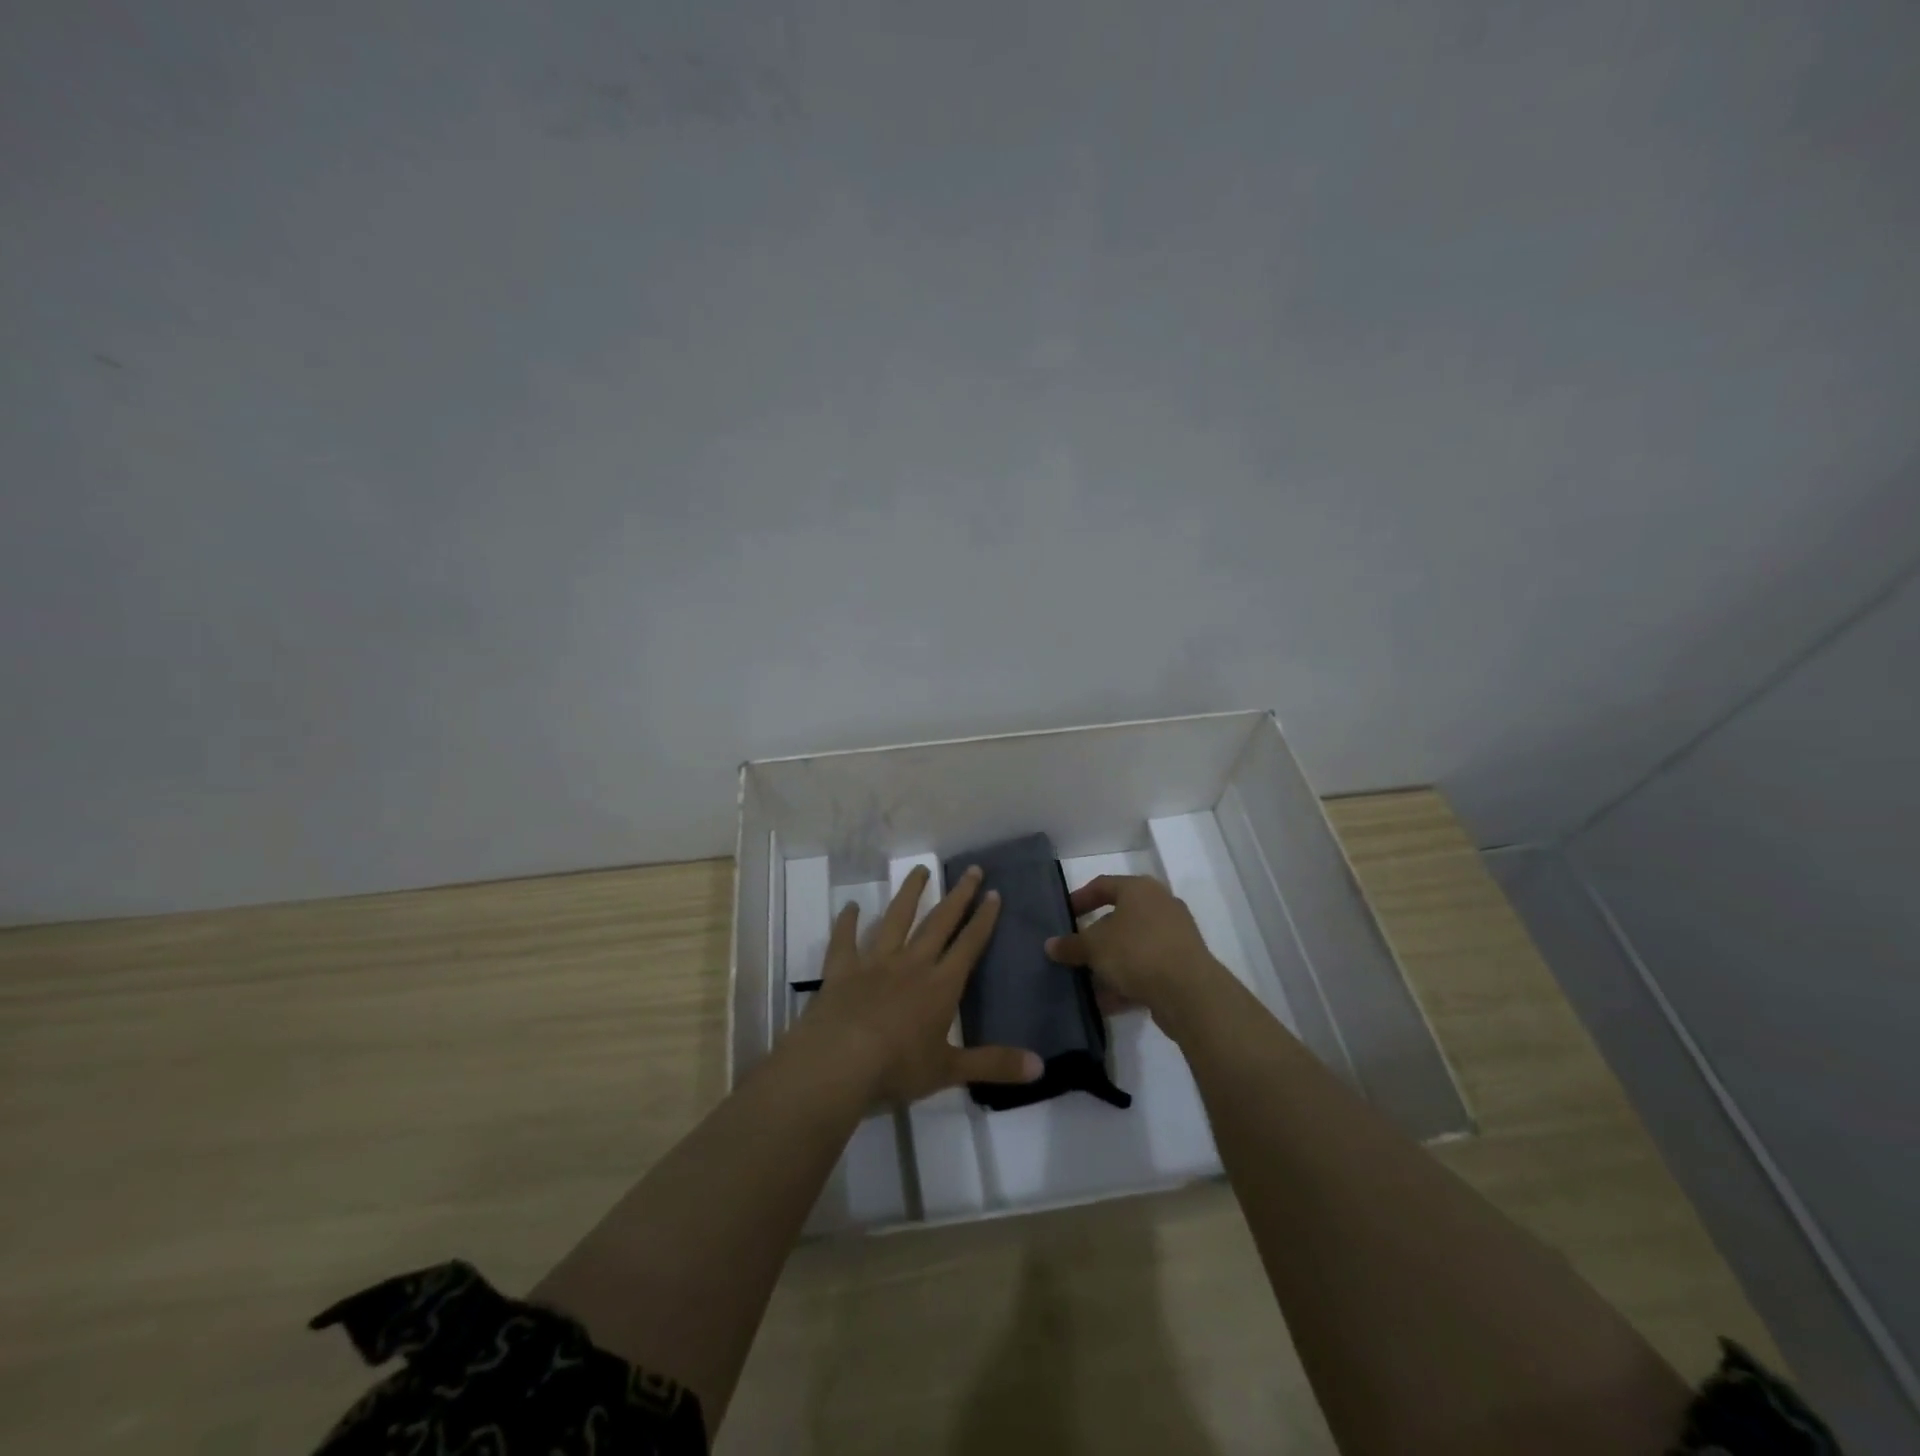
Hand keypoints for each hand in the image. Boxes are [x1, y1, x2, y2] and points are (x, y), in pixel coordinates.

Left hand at [798, 865, 1042, 1105]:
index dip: (983, 919)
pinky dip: (846, 922)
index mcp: (940, 986)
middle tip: (971, 869)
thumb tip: (1041, 1067)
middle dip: (958, 896)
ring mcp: (874, 962)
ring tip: (919, 870)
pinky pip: (844, 940)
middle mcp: (911, 964)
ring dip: (909, 893)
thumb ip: (994, 1064)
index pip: (968, 945)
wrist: (839, 1062)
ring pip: (895, 919)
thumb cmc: (898, 1067)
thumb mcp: (949, 1070)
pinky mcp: (842, 969)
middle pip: (938, 922)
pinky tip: (850, 906)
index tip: (993, 893)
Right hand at [1044, 875, 1230, 1034]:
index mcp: (1139, 889)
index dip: (1080, 899)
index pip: (1103, 885)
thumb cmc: (1137, 952)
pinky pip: (1147, 968)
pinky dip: (1127, 981)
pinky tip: (1107, 1001)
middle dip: (1095, 937)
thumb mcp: (1094, 947)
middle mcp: (1161, 905)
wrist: (1189, 992)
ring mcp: (1175, 935)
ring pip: (1133, 946)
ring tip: (1087, 981)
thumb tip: (1050, 945)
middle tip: (1075, 951)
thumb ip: (1071, 945)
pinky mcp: (1183, 965)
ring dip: (1110, 963)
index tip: (1064, 916)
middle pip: (1120, 917)